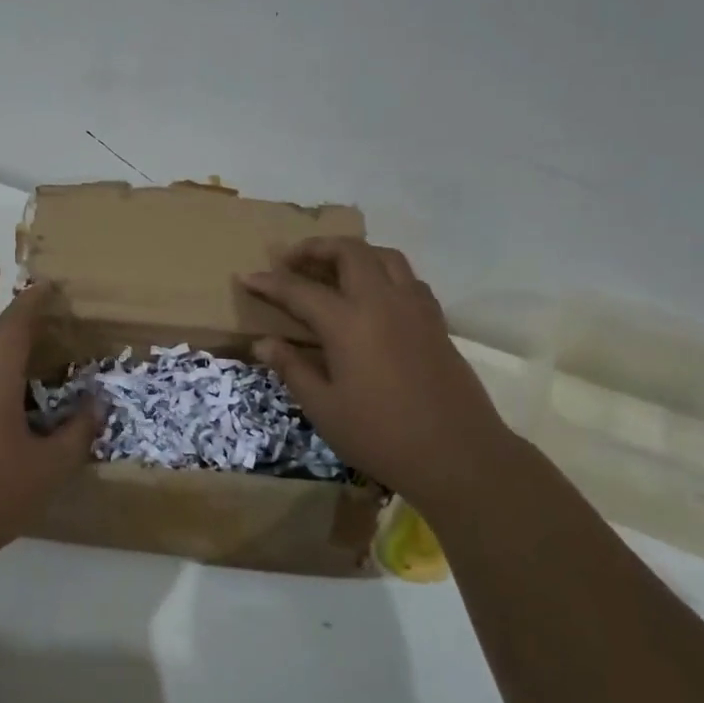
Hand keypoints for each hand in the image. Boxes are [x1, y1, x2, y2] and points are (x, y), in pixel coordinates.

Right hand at [240, 238, 514, 499]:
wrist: (457, 454)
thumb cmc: (381, 435)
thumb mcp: (323, 408)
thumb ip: (292, 368)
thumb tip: (263, 342)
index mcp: (348, 322)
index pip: (299, 290)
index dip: (270, 283)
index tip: (246, 277)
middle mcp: (382, 301)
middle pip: (349, 252)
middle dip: (316, 248)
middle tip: (291, 261)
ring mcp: (415, 308)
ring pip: (385, 256)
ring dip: (354, 253)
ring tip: (333, 269)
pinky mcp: (436, 321)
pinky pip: (407, 278)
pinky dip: (384, 272)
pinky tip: (374, 296)